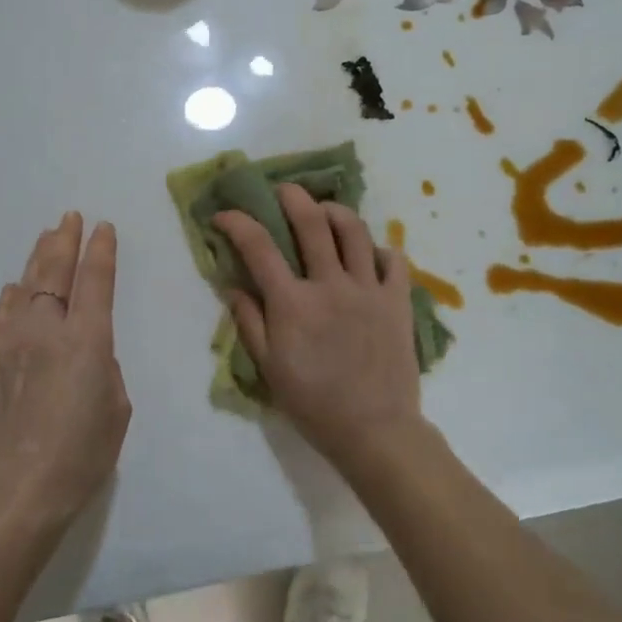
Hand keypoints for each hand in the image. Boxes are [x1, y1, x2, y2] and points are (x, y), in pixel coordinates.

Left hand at [0, 212, 130, 528]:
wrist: (15, 492)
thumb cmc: (81, 455)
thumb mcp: (116, 408)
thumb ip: (103, 368)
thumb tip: (87, 352)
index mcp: (87, 339)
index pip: (95, 280)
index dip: (101, 250)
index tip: (103, 227)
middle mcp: (47, 330)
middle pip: (55, 272)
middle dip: (65, 240)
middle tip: (69, 217)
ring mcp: (11, 343)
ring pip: (25, 286)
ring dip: (38, 259)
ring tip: (46, 238)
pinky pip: (1, 316)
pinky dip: (11, 297)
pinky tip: (14, 288)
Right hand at [216, 185, 423, 469]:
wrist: (374, 430)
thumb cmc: (314, 403)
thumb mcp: (269, 368)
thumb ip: (249, 322)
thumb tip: (232, 286)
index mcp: (293, 303)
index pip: (258, 247)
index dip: (237, 223)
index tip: (224, 215)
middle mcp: (330, 284)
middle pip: (312, 222)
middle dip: (293, 197)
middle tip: (284, 191)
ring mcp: (368, 289)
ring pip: (355, 230)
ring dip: (336, 211)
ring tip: (325, 211)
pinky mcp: (397, 300)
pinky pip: (394, 258)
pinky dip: (379, 248)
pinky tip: (368, 254)